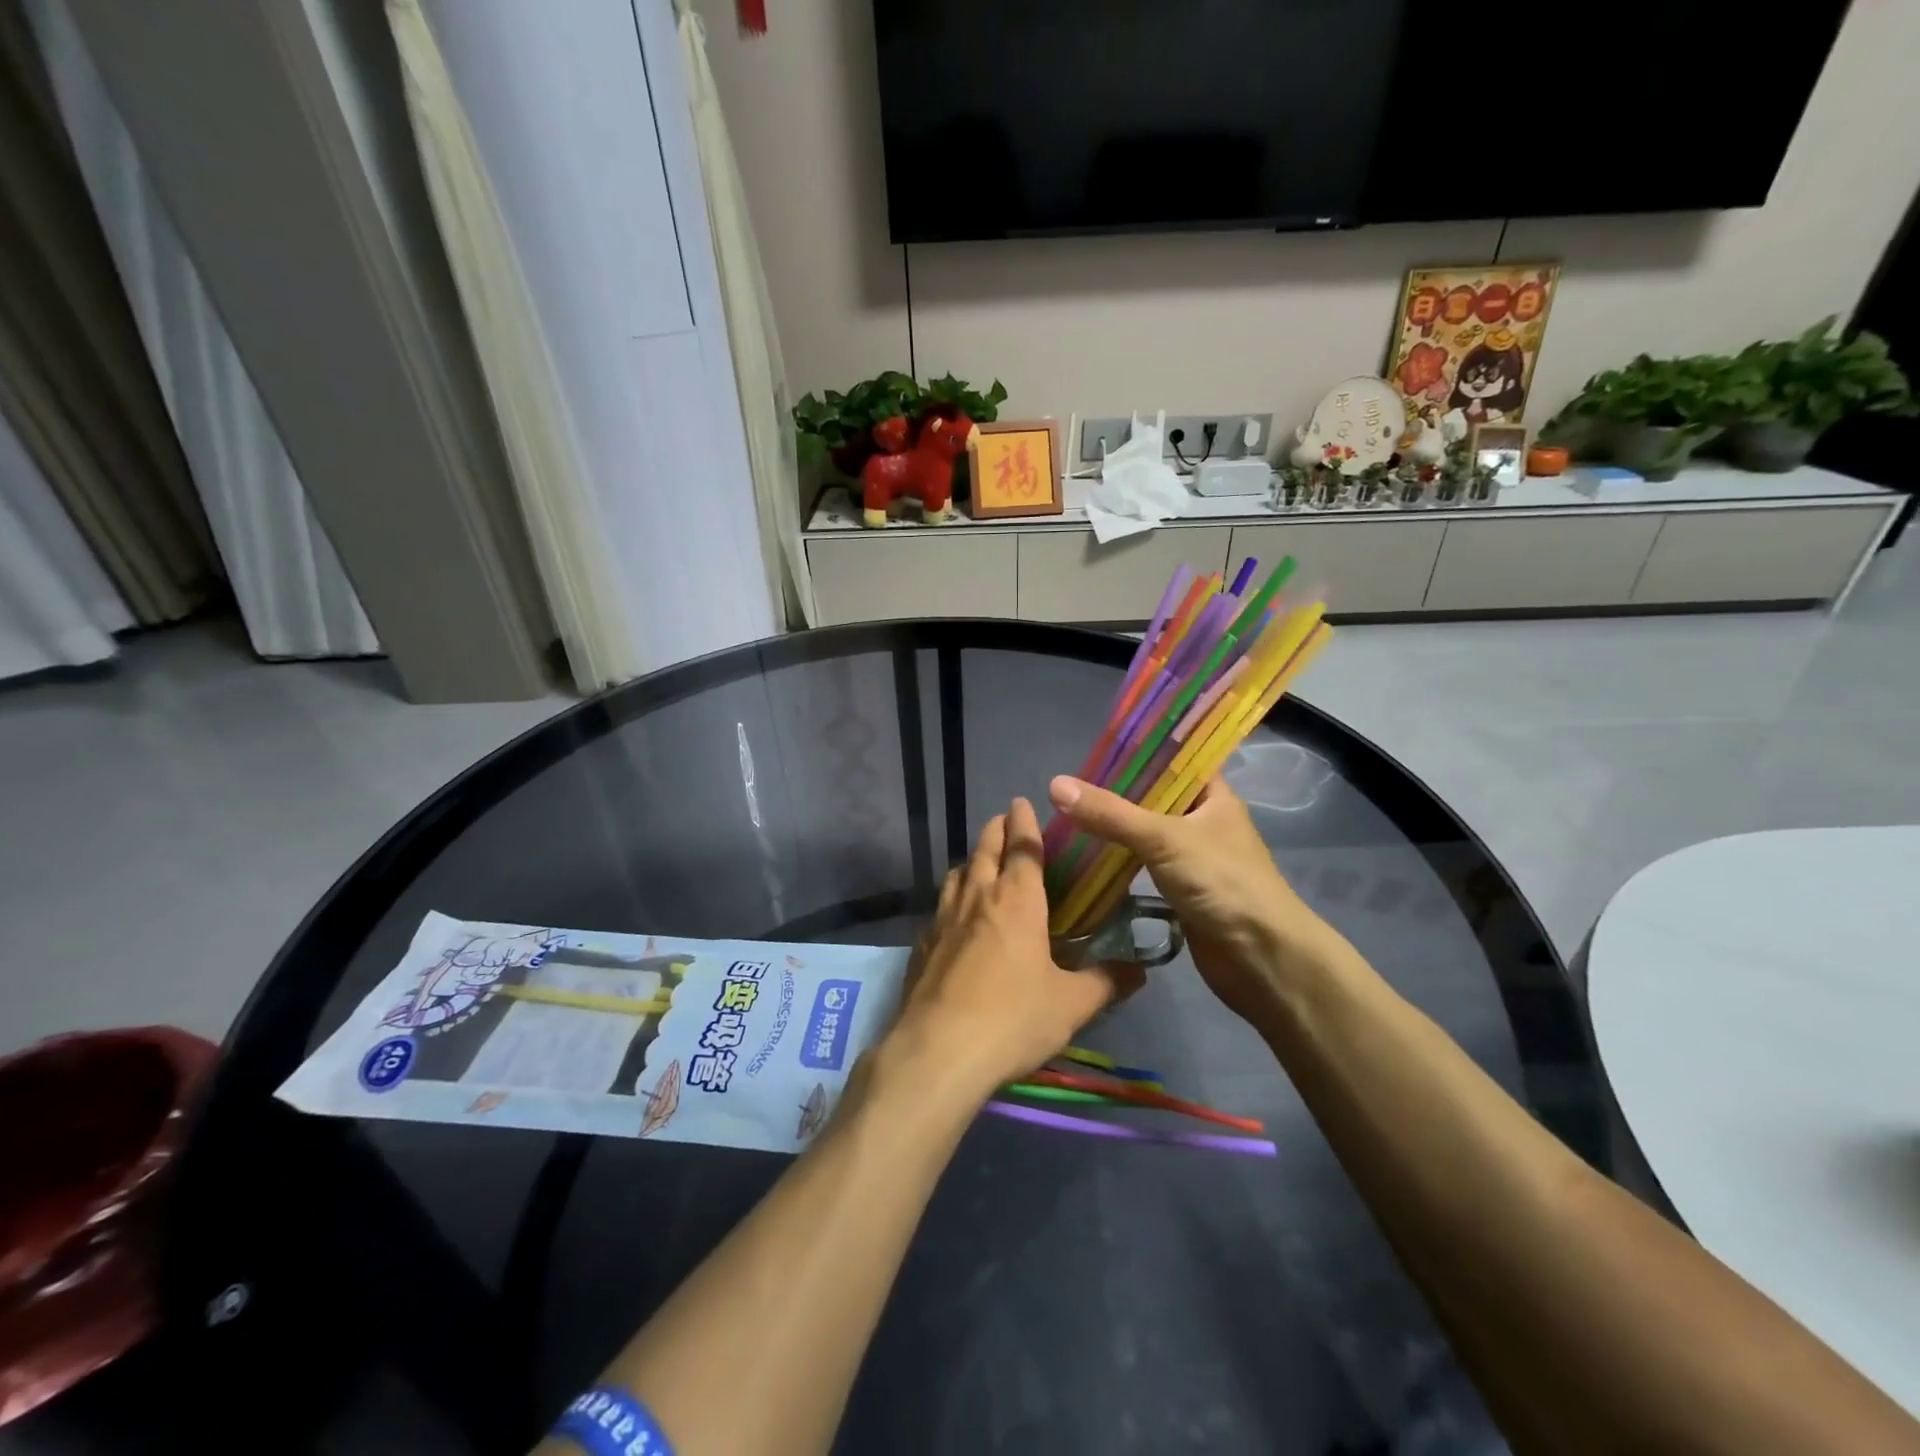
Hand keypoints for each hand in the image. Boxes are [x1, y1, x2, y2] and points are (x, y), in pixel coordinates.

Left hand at [878, 797, 1142, 1106]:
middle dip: (996, 830)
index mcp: (1017, 900)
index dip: (1024, 821)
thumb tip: (1140, 971)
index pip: (1022, 846)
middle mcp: (978, 897)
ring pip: (957, 874)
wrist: (940, 1051)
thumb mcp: (1071, 1005)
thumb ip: (1106, 983)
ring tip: (981, 863)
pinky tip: (956, 917)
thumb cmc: (1014, 1019)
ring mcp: (943, 919)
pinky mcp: (922, 944)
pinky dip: (952, 897)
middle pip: (984, 849)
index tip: (1022, 802)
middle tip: (1004, 820)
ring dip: (972, 860)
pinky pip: (940, 906)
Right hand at [1047, 774, 1348, 1026]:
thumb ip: (1111, 814)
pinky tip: (1086, 858)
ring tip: (1068, 817)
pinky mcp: (1181, 890)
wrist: (1261, 957)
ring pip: (1146, 833)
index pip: (1174, 759)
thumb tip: (1055, 785)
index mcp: (1212, 796)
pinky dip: (1119, 861)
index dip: (1138, 751)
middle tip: (1068, 786)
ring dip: (1115, 829)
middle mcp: (1203, 821)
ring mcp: (1193, 858)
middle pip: (1153, 797)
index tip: (1094, 749)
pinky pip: (1143, 866)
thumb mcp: (1163, 838)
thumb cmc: (1223, 883)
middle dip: (1116, 793)